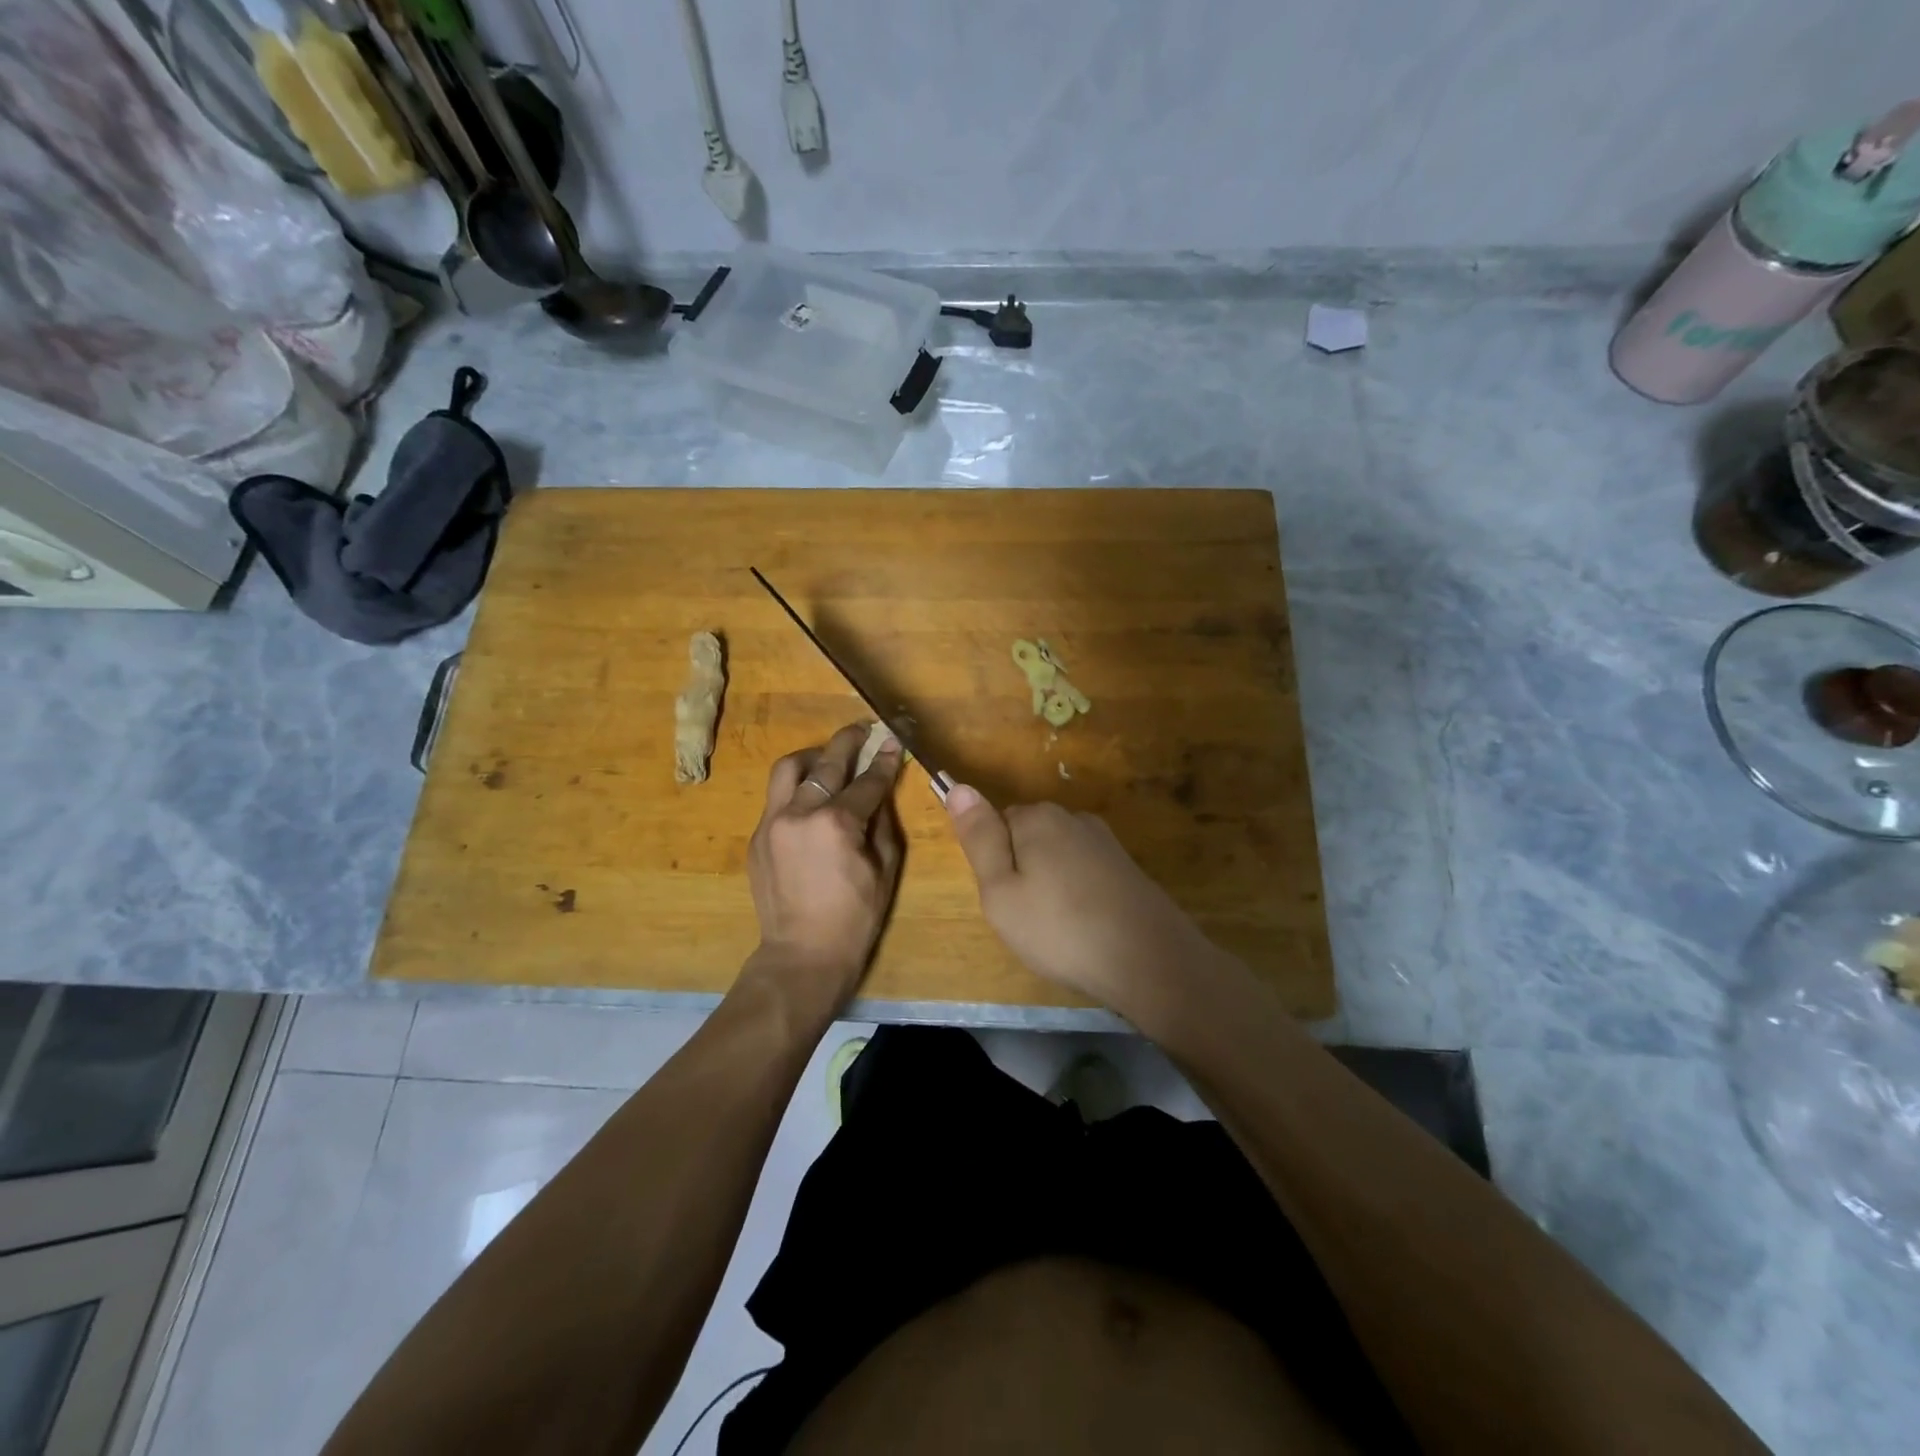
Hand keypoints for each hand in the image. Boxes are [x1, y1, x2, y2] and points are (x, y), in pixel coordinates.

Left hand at [744, 722, 904, 1012]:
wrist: (802, 955)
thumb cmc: (855, 918)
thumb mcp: (884, 869)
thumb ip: (883, 821)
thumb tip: (881, 789)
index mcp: (837, 823)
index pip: (866, 781)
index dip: (884, 760)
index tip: (892, 741)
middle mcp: (800, 813)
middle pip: (826, 763)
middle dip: (848, 742)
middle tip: (862, 730)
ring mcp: (772, 823)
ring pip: (788, 770)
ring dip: (812, 756)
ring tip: (828, 757)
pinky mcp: (757, 837)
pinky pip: (776, 798)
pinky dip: (795, 788)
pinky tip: (810, 796)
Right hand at [944, 787, 1227, 1016]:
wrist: (1150, 960)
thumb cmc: (1061, 929)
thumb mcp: (1001, 891)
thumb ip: (979, 838)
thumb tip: (958, 787)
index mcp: (1037, 818)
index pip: (997, 823)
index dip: (995, 864)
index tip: (1005, 899)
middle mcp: (1073, 818)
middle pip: (1028, 837)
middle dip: (1022, 871)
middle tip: (1027, 918)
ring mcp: (1105, 841)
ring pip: (1057, 857)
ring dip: (1051, 885)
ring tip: (1058, 928)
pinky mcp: (1126, 867)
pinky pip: (1084, 873)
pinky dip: (1078, 895)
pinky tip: (1086, 926)